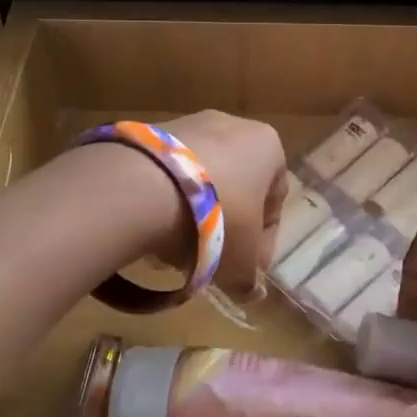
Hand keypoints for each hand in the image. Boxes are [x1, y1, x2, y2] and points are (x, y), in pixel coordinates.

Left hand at [158, 111, 286, 295]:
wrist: (142, 187)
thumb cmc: (215, 221)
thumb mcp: (240, 263)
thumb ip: (250, 280)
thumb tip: (253, 293)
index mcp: (268, 147)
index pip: (274, 203)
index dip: (263, 244)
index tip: (245, 270)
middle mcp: (232, 125)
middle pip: (235, 189)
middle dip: (224, 228)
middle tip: (209, 261)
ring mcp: (188, 123)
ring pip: (200, 182)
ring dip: (192, 217)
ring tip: (173, 252)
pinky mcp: (149, 131)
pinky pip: (167, 173)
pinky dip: (164, 200)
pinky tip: (150, 229)